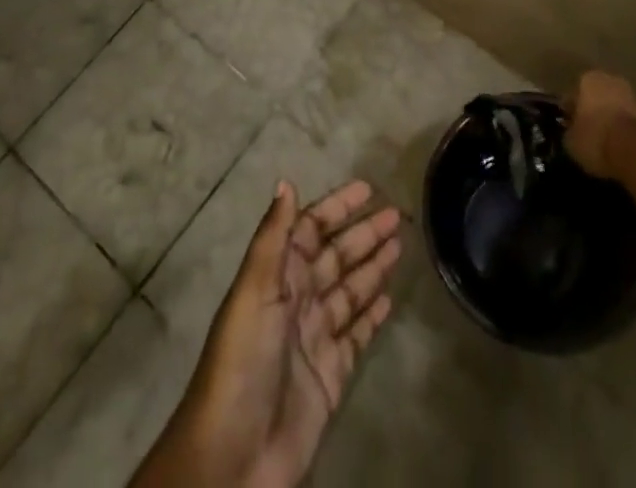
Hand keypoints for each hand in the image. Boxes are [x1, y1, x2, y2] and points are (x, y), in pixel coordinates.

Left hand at [165, 179, 402, 487]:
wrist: (235, 454)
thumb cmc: (243, 360)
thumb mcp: (255, 290)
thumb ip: (273, 237)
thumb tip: (286, 181)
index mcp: (278, 275)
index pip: (311, 228)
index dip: (337, 207)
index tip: (367, 188)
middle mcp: (298, 299)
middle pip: (336, 256)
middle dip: (363, 234)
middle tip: (396, 215)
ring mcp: (316, 336)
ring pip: (350, 290)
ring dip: (372, 266)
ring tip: (400, 244)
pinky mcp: (331, 374)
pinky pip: (357, 334)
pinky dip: (372, 314)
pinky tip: (390, 297)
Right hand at [564, 71, 635, 178]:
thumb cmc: (597, 139)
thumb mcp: (571, 142)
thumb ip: (570, 132)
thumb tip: (572, 133)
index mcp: (589, 80)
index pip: (574, 93)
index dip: (570, 111)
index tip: (569, 126)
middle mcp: (613, 80)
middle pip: (599, 95)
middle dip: (595, 110)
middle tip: (590, 132)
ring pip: (619, 106)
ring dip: (614, 119)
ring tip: (609, 142)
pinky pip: (634, 121)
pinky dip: (630, 131)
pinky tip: (625, 148)